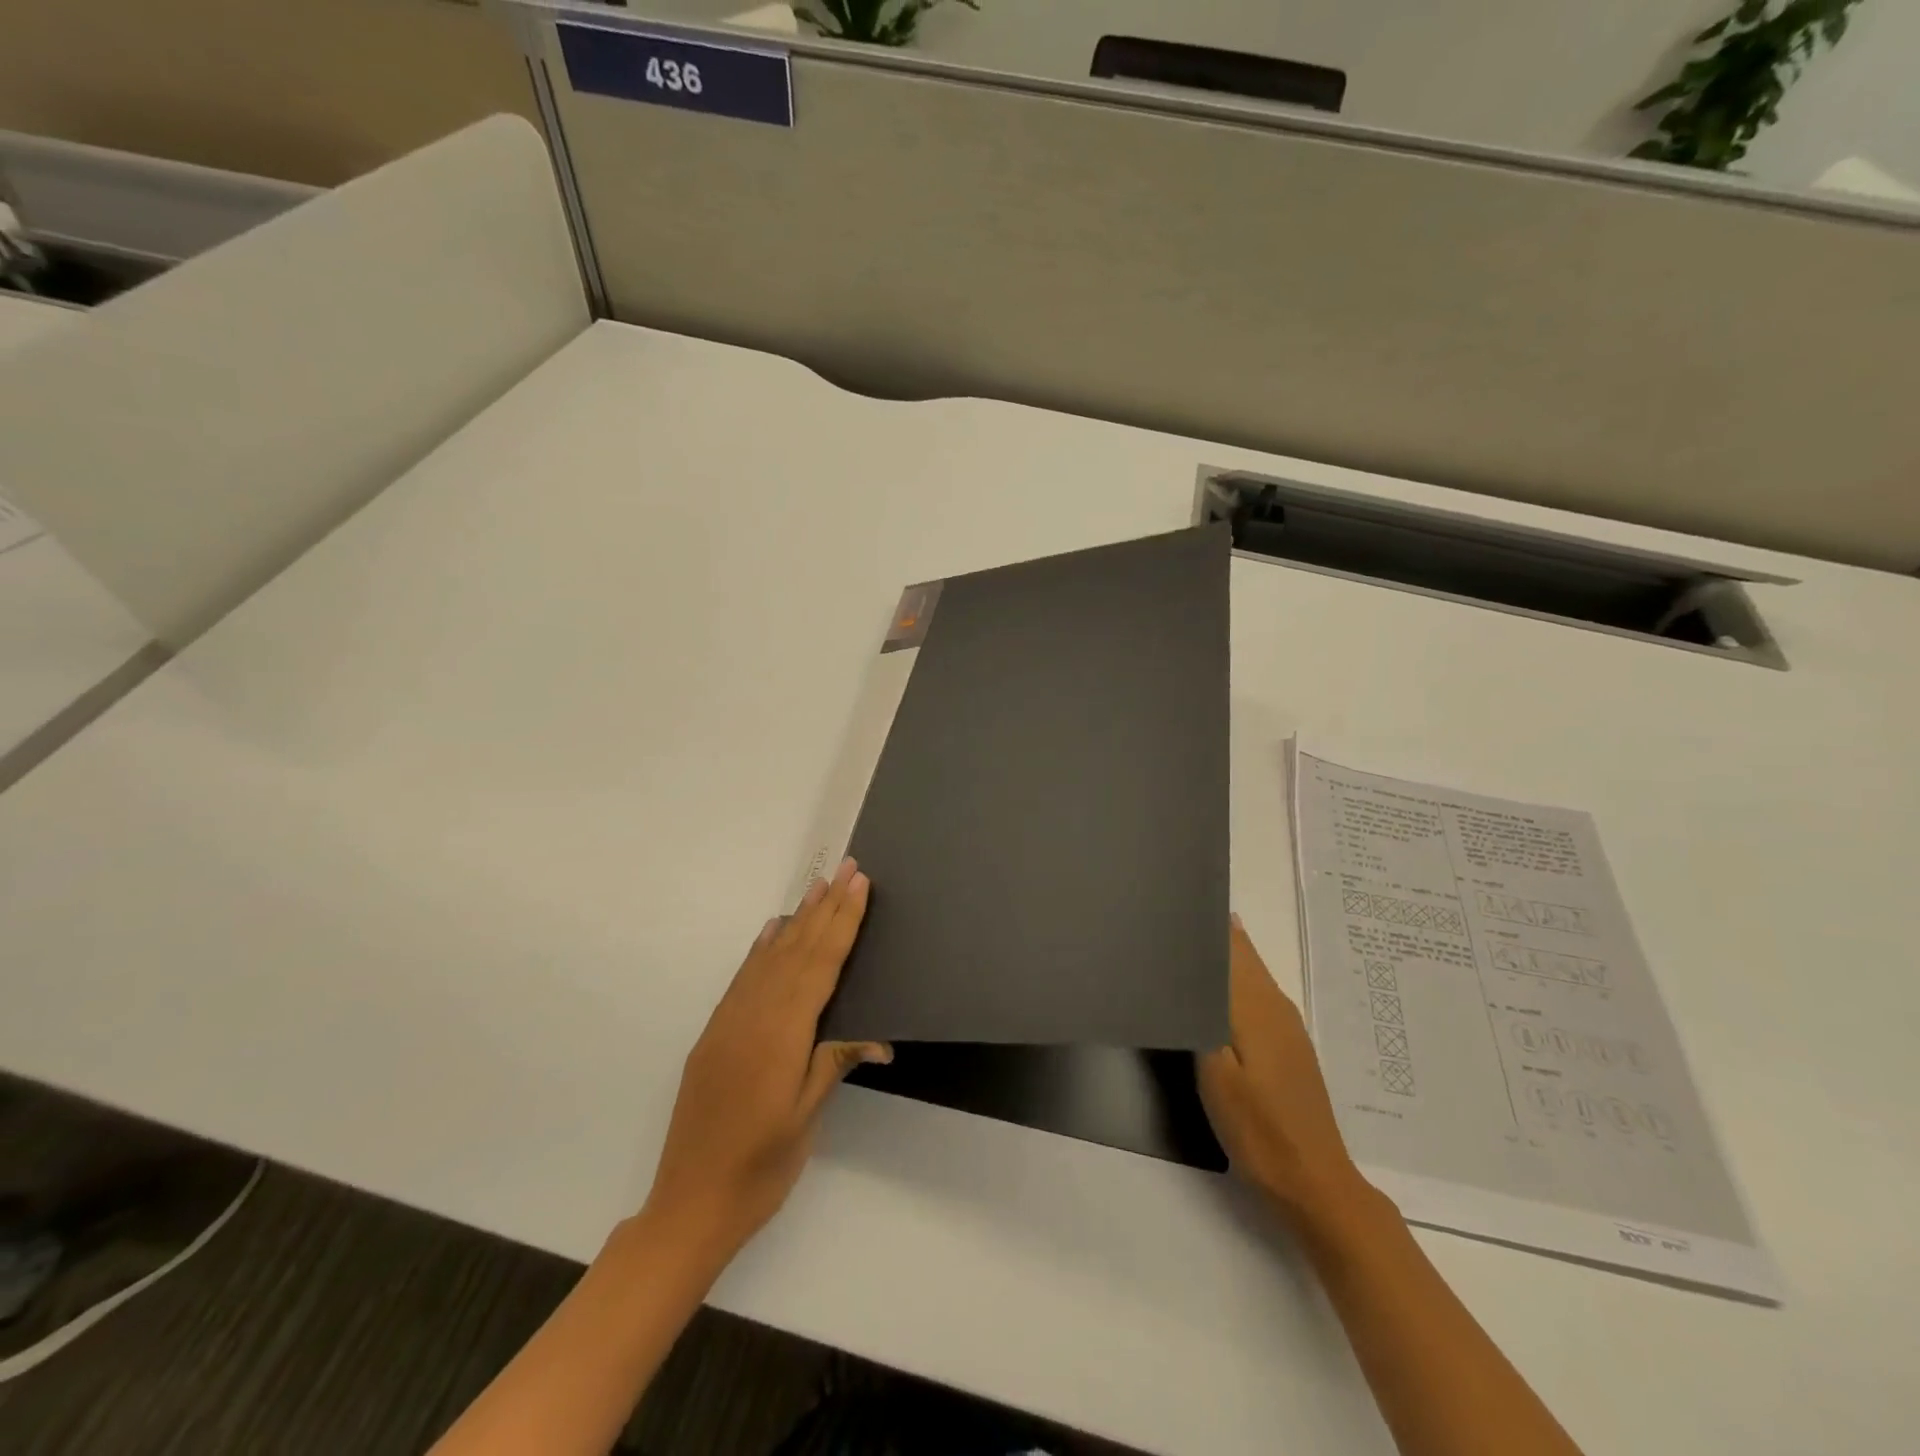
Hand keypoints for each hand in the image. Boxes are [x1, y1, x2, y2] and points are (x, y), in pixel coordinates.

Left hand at [644, 858, 891, 1256]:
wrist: (688, 1205)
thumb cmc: (759, 1168)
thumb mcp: (806, 1117)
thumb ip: (834, 1063)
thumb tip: (876, 1035)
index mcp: (782, 1033)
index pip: (820, 964)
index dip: (843, 922)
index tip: (859, 884)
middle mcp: (753, 1015)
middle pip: (796, 949)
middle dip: (825, 906)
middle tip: (846, 867)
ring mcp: (729, 1021)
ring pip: (770, 956)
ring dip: (797, 919)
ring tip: (818, 886)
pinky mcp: (715, 1033)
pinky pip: (745, 977)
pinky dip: (763, 948)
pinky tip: (774, 931)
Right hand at [1198, 917, 1371, 1224]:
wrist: (1313, 1183)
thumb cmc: (1257, 1128)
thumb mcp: (1216, 1072)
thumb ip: (1203, 1015)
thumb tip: (1193, 966)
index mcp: (1257, 1005)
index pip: (1231, 946)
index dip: (1204, 923)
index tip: (1172, 906)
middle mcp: (1276, 1006)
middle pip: (1243, 954)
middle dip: (1212, 933)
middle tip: (1170, 919)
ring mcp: (1287, 1026)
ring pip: (1252, 973)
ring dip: (1223, 955)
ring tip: (1185, 944)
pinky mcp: (1289, 1046)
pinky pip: (1258, 994)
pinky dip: (1234, 980)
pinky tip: (1214, 990)